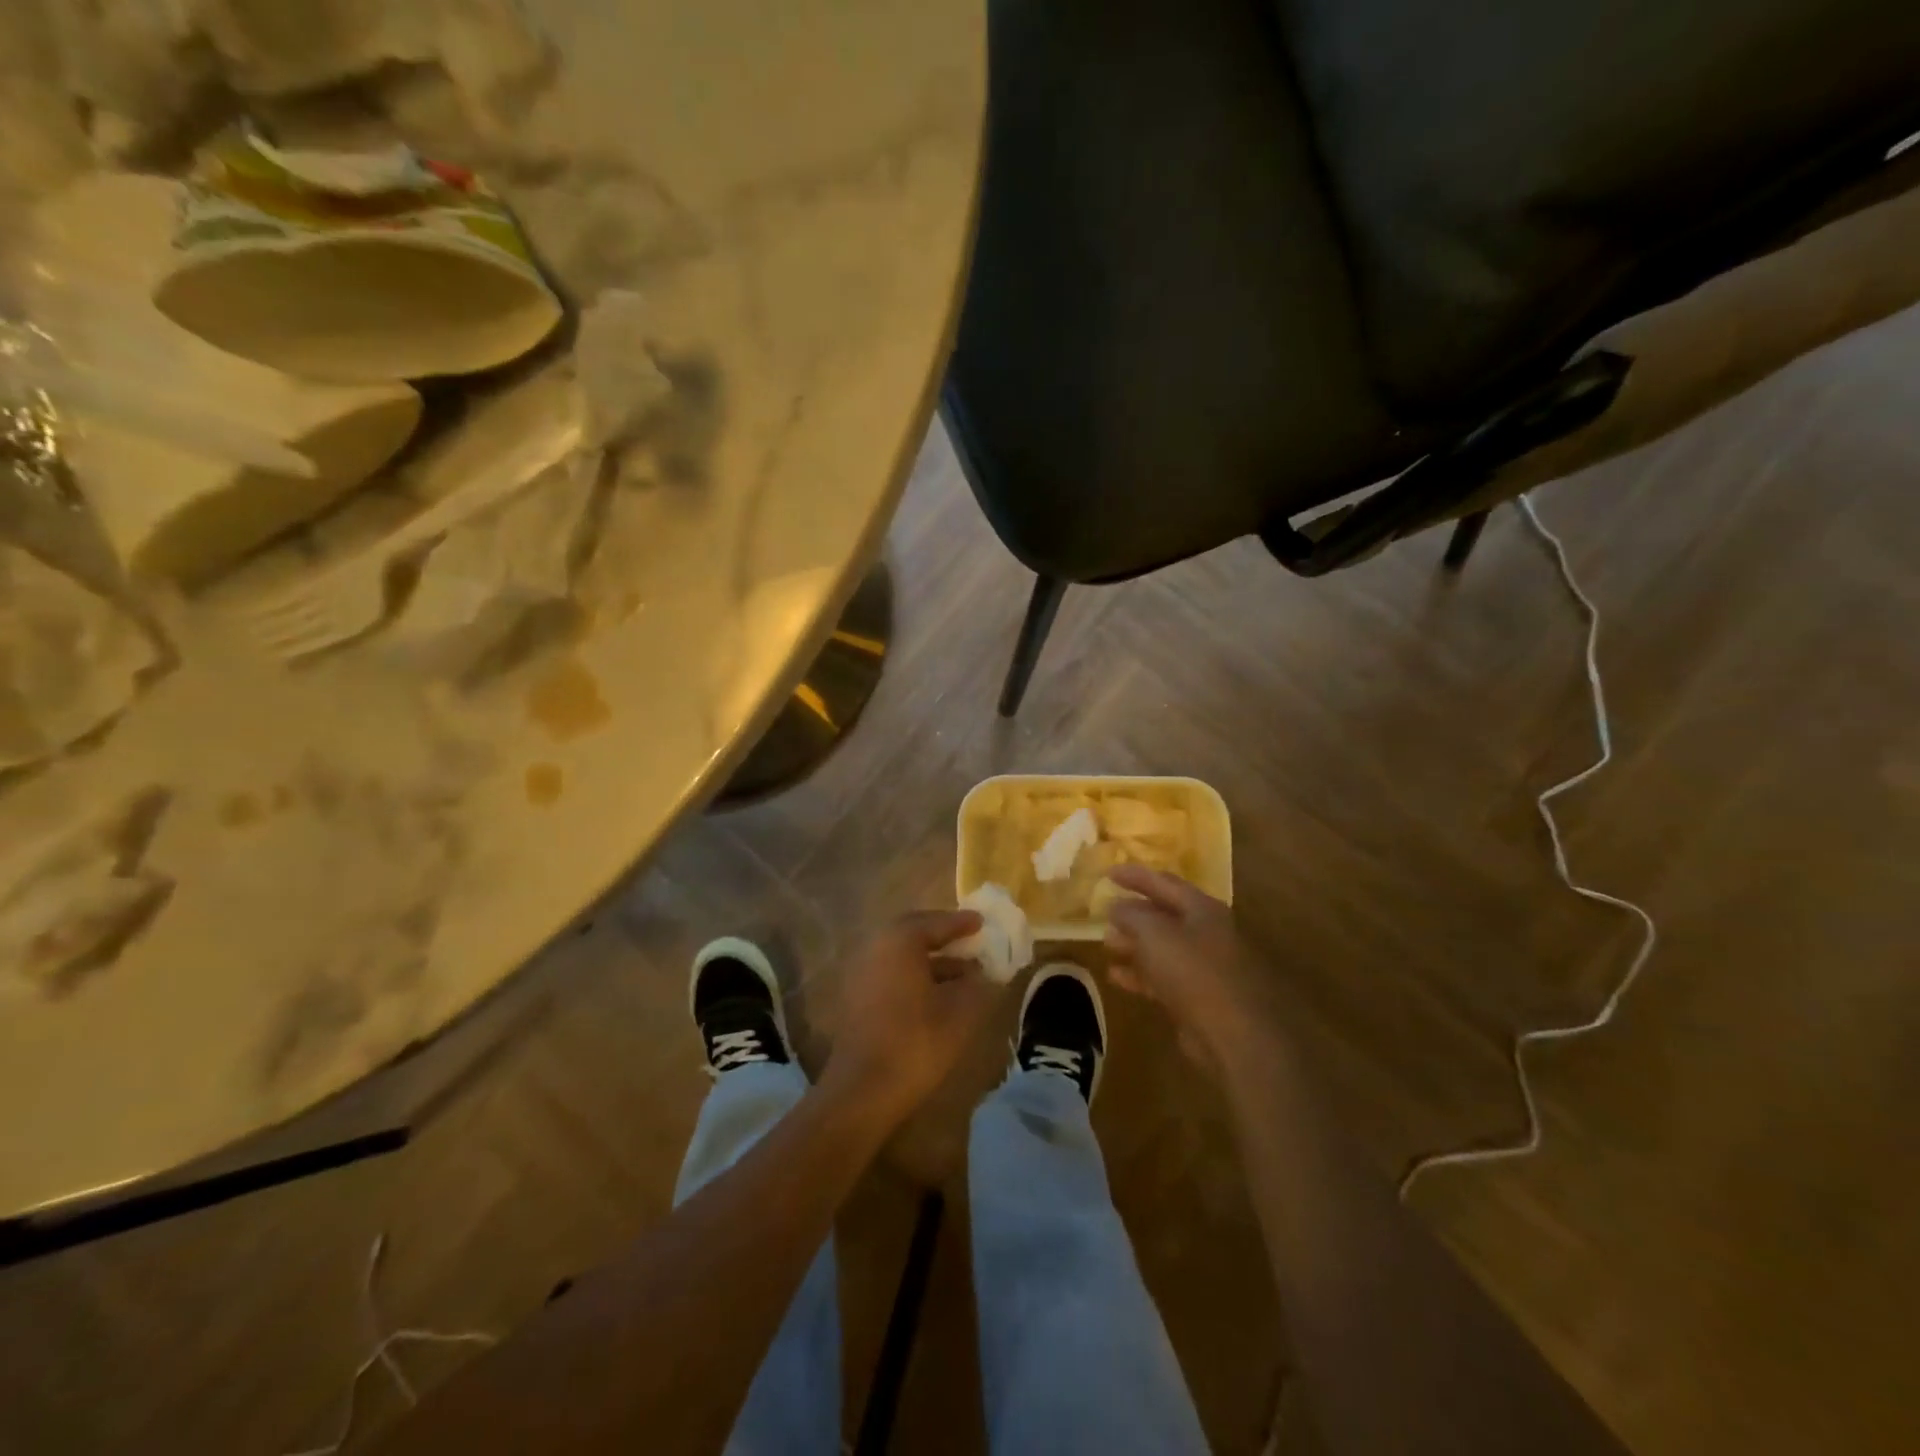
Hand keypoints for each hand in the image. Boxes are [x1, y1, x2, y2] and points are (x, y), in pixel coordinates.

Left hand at [822, 910, 1000, 1122]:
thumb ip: (978, 985)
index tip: (982, 922)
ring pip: (903, 955)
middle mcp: (876, 947)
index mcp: (900, 940)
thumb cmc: (916, 1042)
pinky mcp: (857, 997)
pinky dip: (916, 975)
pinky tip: (938, 995)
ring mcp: (862, 972)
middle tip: (970, 941)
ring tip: (964, 974)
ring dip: (933, 960)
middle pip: (915, 933)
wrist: (863, 1090)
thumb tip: (985, 974)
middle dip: (944, 937)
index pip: (936, 922)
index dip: (962, 923)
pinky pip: (892, 973)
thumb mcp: (961, 1012)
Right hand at [1103, 867, 1273, 1075]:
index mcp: (1201, 909)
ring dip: (1133, 945)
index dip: (1135, 875)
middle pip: (1163, 915)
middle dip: (1133, 913)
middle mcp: (1205, 932)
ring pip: (1161, 948)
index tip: (1108, 872)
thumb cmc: (1193, 971)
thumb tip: (1116, 905)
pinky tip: (1115, 976)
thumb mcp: (1154, 935)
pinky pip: (1162, 977)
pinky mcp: (1197, 996)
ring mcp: (1203, 966)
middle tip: (1104, 912)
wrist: (1233, 1034)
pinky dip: (1139, 974)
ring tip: (1106, 944)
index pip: (1163, 882)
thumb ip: (1131, 915)